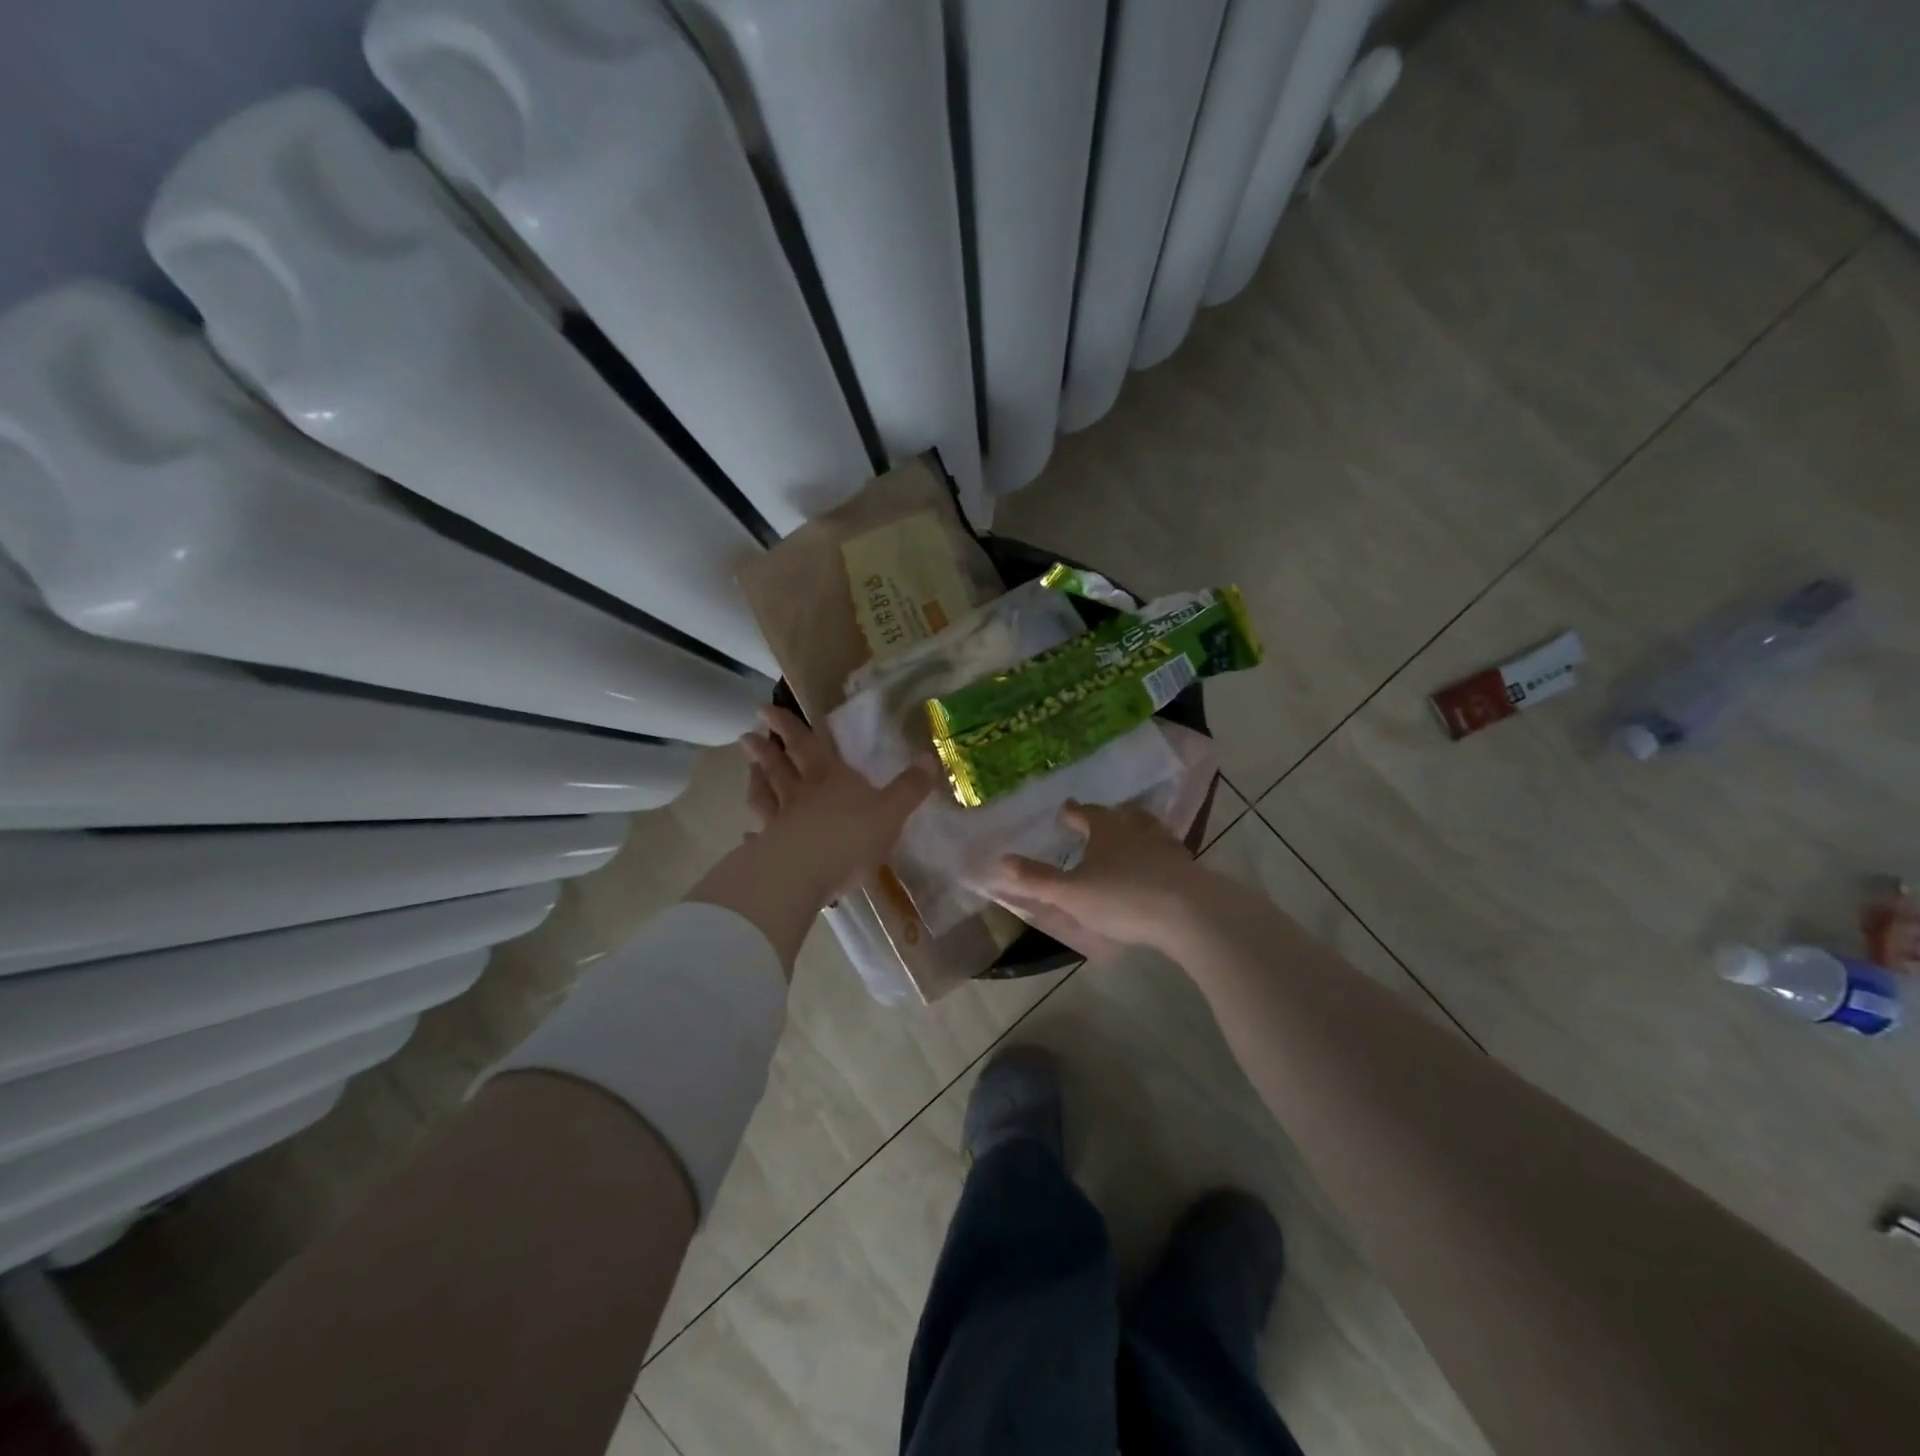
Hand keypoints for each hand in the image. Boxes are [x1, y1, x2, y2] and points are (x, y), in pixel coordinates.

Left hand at [739, 705, 936, 898]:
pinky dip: (753, 834)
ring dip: (756, 779)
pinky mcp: (770, 851)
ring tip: (748, 767)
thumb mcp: (892, 811)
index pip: (809, 745)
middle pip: (780, 766)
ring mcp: (781, 822)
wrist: (805, 873)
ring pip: (765, 795)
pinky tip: (746, 834)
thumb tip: (931, 758)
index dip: (789, 727)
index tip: (766, 710)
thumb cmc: (851, 836)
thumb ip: (910, 788)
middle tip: (747, 734)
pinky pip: (760, 837)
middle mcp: (801, 793)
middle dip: (766, 748)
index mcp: (830, 777)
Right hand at [988, 802, 1207, 953]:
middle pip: (1123, 816)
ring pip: (1150, 830)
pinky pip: (1169, 855)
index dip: (1074, 813)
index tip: (1066, 810)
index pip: (1087, 813)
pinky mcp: (1188, 869)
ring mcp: (1167, 848)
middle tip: (1101, 819)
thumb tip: (1002, 860)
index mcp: (1107, 829)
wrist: (1189, 914)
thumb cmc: (1122, 898)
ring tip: (1132, 837)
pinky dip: (1160, 856)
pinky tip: (1158, 868)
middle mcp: (1138, 830)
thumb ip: (1037, 879)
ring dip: (1138, 831)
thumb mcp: (1071, 893)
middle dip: (1109, 816)